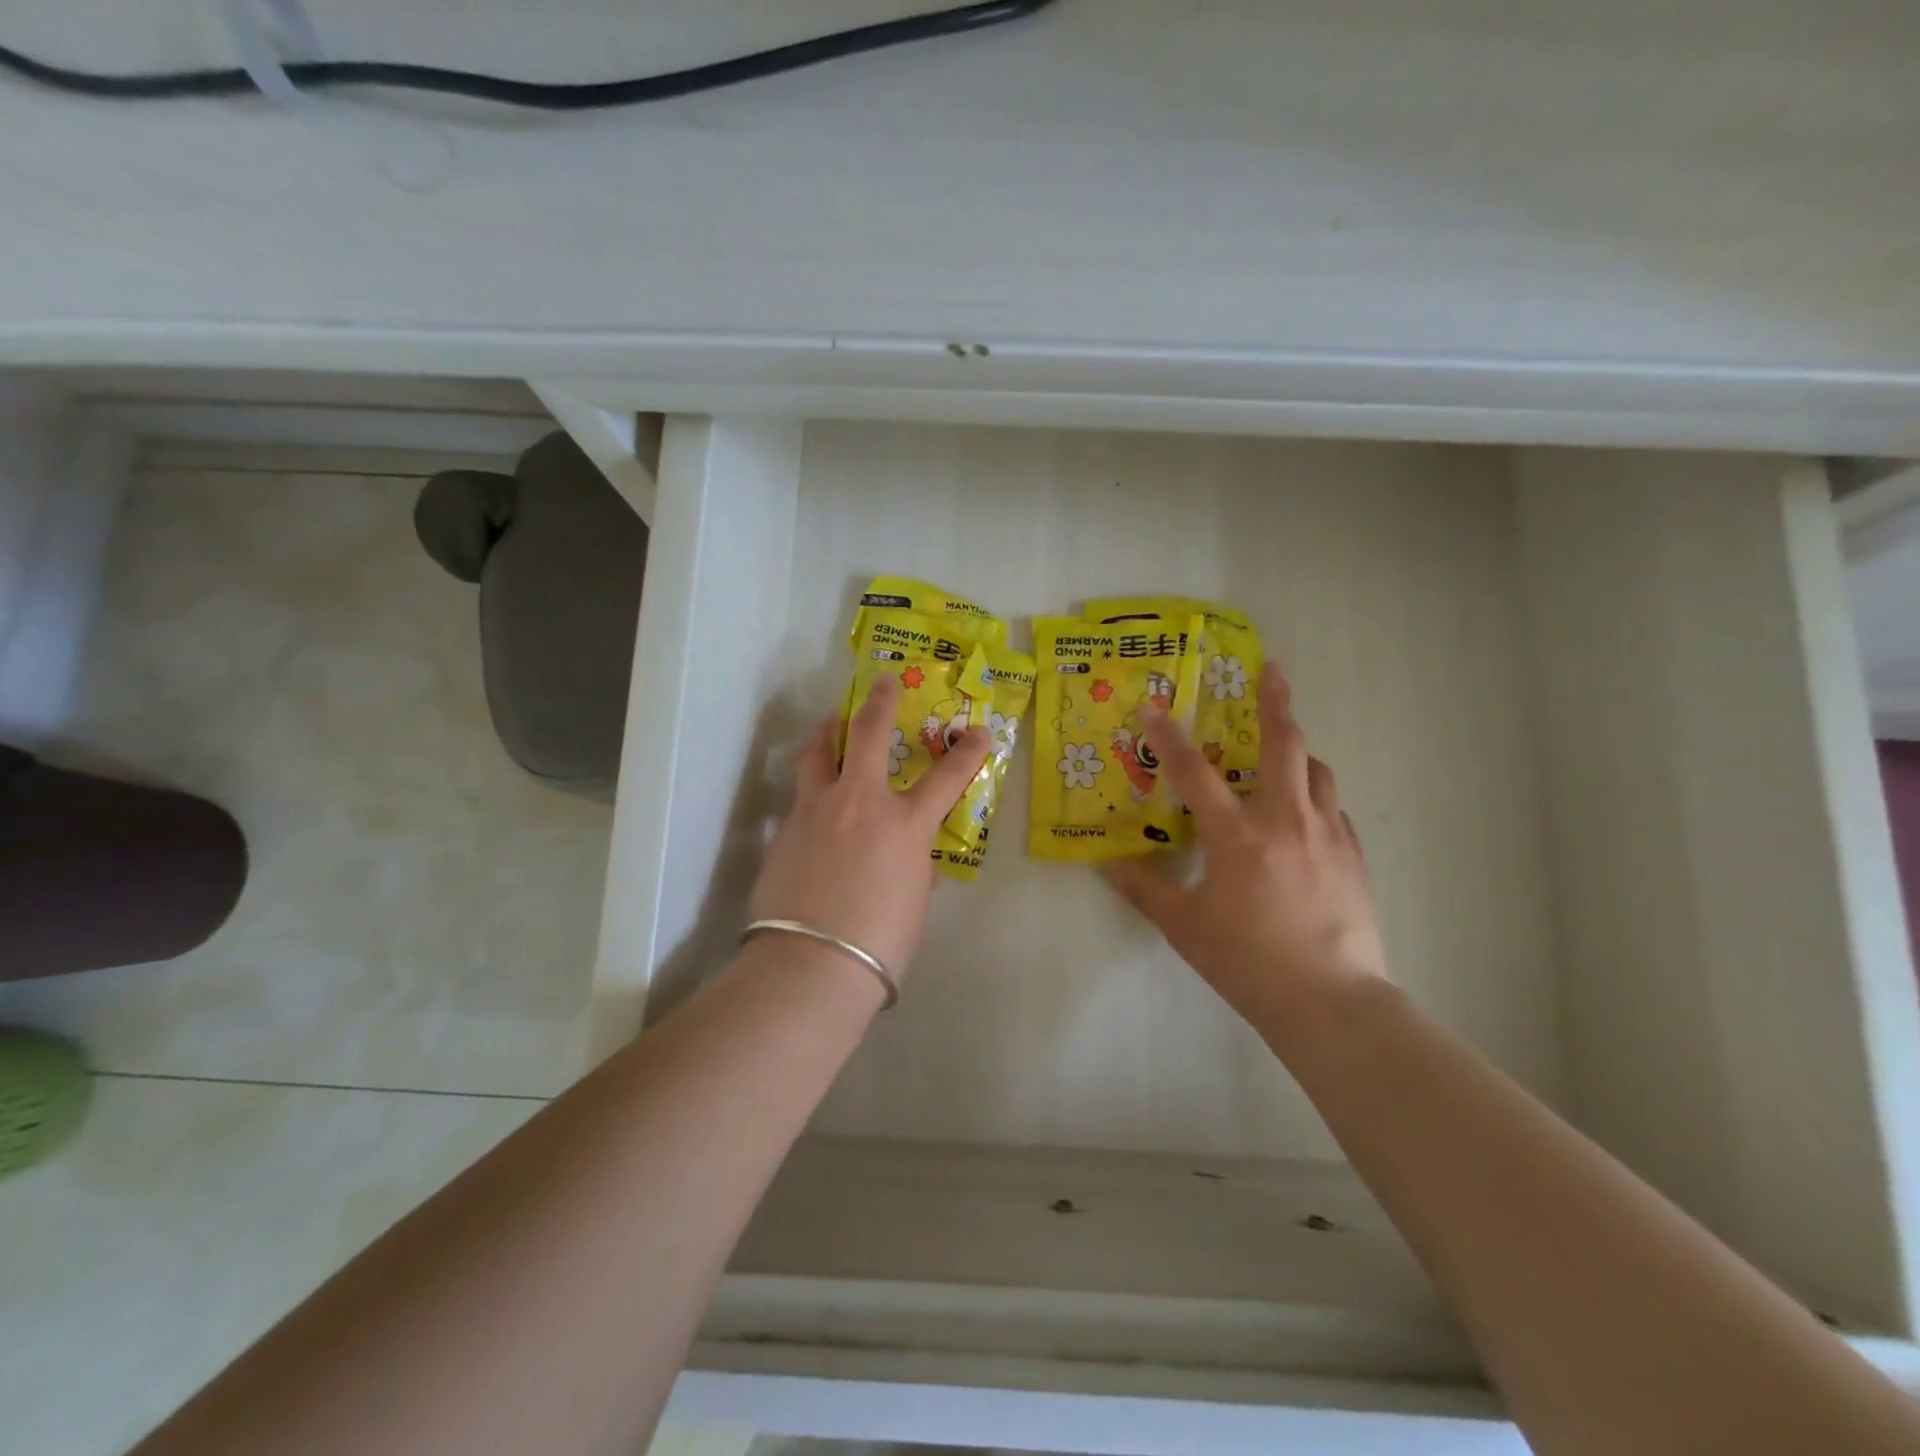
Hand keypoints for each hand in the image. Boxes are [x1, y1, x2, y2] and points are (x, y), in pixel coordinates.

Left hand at [751, 673, 990, 978]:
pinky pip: (800, 796)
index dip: (967, 753)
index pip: (947, 778)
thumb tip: (908, 862)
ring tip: (831, 724)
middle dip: (881, 702)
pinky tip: (814, 807)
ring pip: (819, 753)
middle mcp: (860, 803)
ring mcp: (816, 811)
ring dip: (829, 732)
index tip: (979, 732)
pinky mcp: (785, 829)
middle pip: (869, 735)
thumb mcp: (912, 902)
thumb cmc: (879, 942)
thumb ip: (912, 869)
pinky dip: (812, 788)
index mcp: (904, 825)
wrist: (811, 964)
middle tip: (884, 682)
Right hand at [1103, 662, 1387, 1027]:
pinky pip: (1333, 808)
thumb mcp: (1184, 926)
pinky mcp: (1353, 856)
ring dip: (1299, 751)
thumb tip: (1107, 863)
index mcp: (1238, 836)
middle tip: (1272, 669)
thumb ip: (1144, 889)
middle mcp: (1285, 821)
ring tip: (1284, 749)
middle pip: (1284, 745)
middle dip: (1276, 702)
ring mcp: (1326, 835)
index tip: (1153, 705)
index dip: (1169, 736)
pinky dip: (1315, 795)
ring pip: (1318, 771)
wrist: (1331, 1001)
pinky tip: (1304, 814)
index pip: (1194, 773)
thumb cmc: (1247, 961)